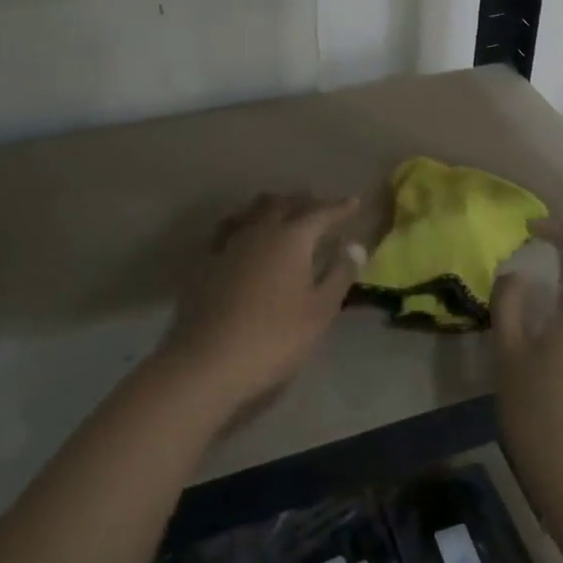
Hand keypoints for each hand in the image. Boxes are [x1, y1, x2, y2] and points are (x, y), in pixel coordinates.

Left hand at [163, 193, 363, 422]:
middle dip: (306, 201)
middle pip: (285, 203)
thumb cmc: (275, 338)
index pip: (321, 212)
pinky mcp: (207, 260)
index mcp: (292, 237)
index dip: (339, 207)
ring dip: (275, 206)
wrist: (207, 361)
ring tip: (286, 213)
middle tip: (321, 206)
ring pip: (255, 210)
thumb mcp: (319, 311)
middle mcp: (260, 229)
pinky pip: (232, 227)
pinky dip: (247, 222)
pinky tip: (248, 234)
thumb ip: (339, 274)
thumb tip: (354, 246)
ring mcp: (230, 243)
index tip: (353, 202)